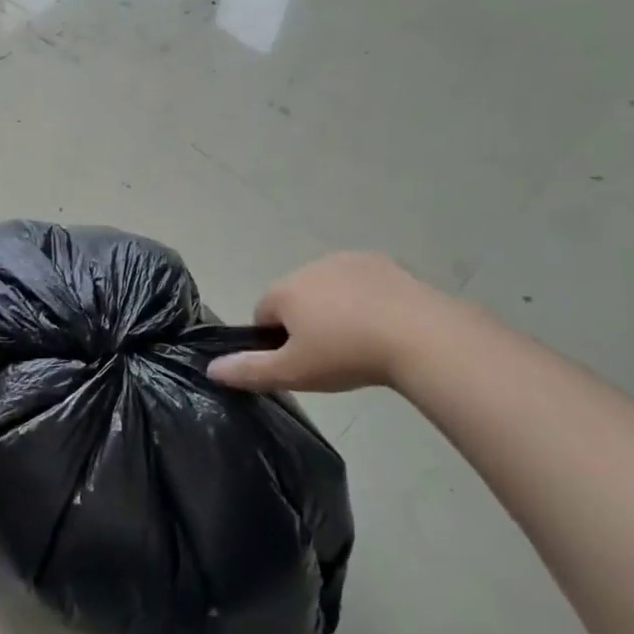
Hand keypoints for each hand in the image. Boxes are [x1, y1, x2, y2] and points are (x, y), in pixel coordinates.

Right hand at [207, 252, 439, 392]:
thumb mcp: (293, 372)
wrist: (422, 337)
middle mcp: (311, 266)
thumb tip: (211, 368)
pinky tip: (385, 326)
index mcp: (285, 290)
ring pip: (329, 289)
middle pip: (295, 298)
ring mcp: (350, 261)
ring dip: (335, 309)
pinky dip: (366, 300)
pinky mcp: (386, 263)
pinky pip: (363, 284)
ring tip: (361, 343)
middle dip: (305, 323)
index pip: (262, 314)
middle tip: (329, 357)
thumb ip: (249, 370)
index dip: (274, 342)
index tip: (299, 363)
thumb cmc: (347, 355)